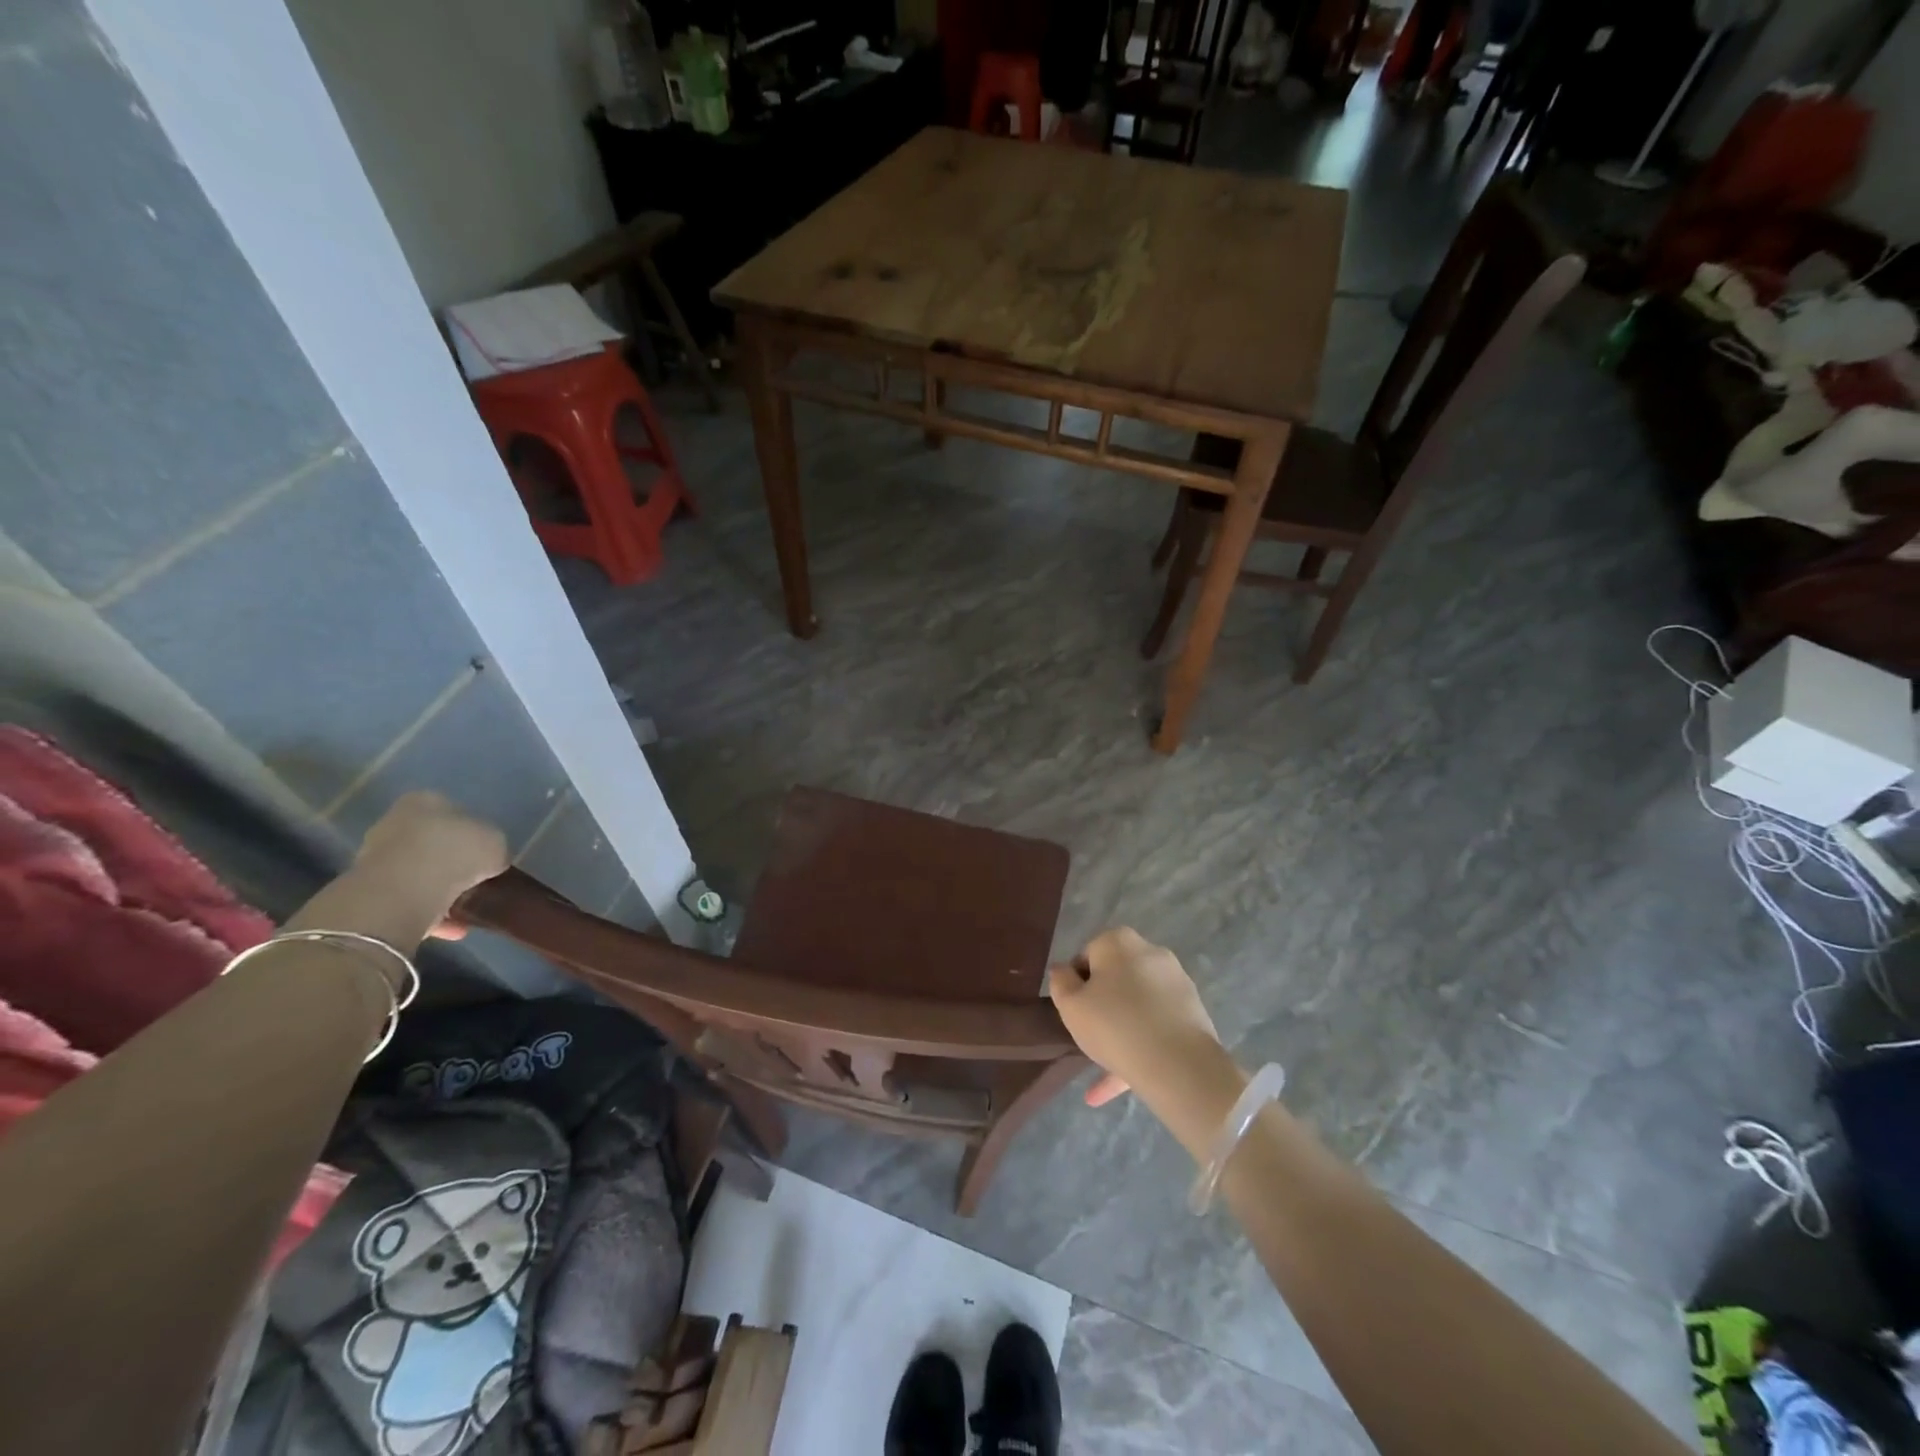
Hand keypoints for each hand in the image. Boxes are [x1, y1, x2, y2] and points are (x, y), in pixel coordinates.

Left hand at [352, 792, 508, 938]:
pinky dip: (432, 913)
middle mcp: (394, 824)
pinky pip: (410, 901)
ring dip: (440, 889)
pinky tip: (455, 927)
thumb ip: (493, 847)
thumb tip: (489, 859)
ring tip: (467, 906)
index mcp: (423, 801)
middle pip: (430, 841)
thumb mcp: (496, 842)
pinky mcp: (370, 893)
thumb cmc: (455, 852)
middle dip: (451, 860)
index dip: (473, 831)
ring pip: (418, 872)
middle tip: (477, 877)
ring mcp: (376, 859)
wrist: (405, 892)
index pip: (452, 811)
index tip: (486, 851)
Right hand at [1046, 928, 1221, 1107]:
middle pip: (1115, 979)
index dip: (1076, 986)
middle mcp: (1150, 952)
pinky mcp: (1192, 1011)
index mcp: (1118, 942)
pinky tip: (1119, 1084)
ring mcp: (1175, 982)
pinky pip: (1157, 1026)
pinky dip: (1140, 1047)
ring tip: (1100, 1074)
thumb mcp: (1071, 1005)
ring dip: (1119, 1032)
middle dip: (1101, 1007)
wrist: (1179, 1065)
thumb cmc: (1114, 1026)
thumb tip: (1063, 970)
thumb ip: (1060, 982)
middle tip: (1089, 1037)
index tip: (1075, 1012)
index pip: (1087, 957)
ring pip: (1136, 1007)